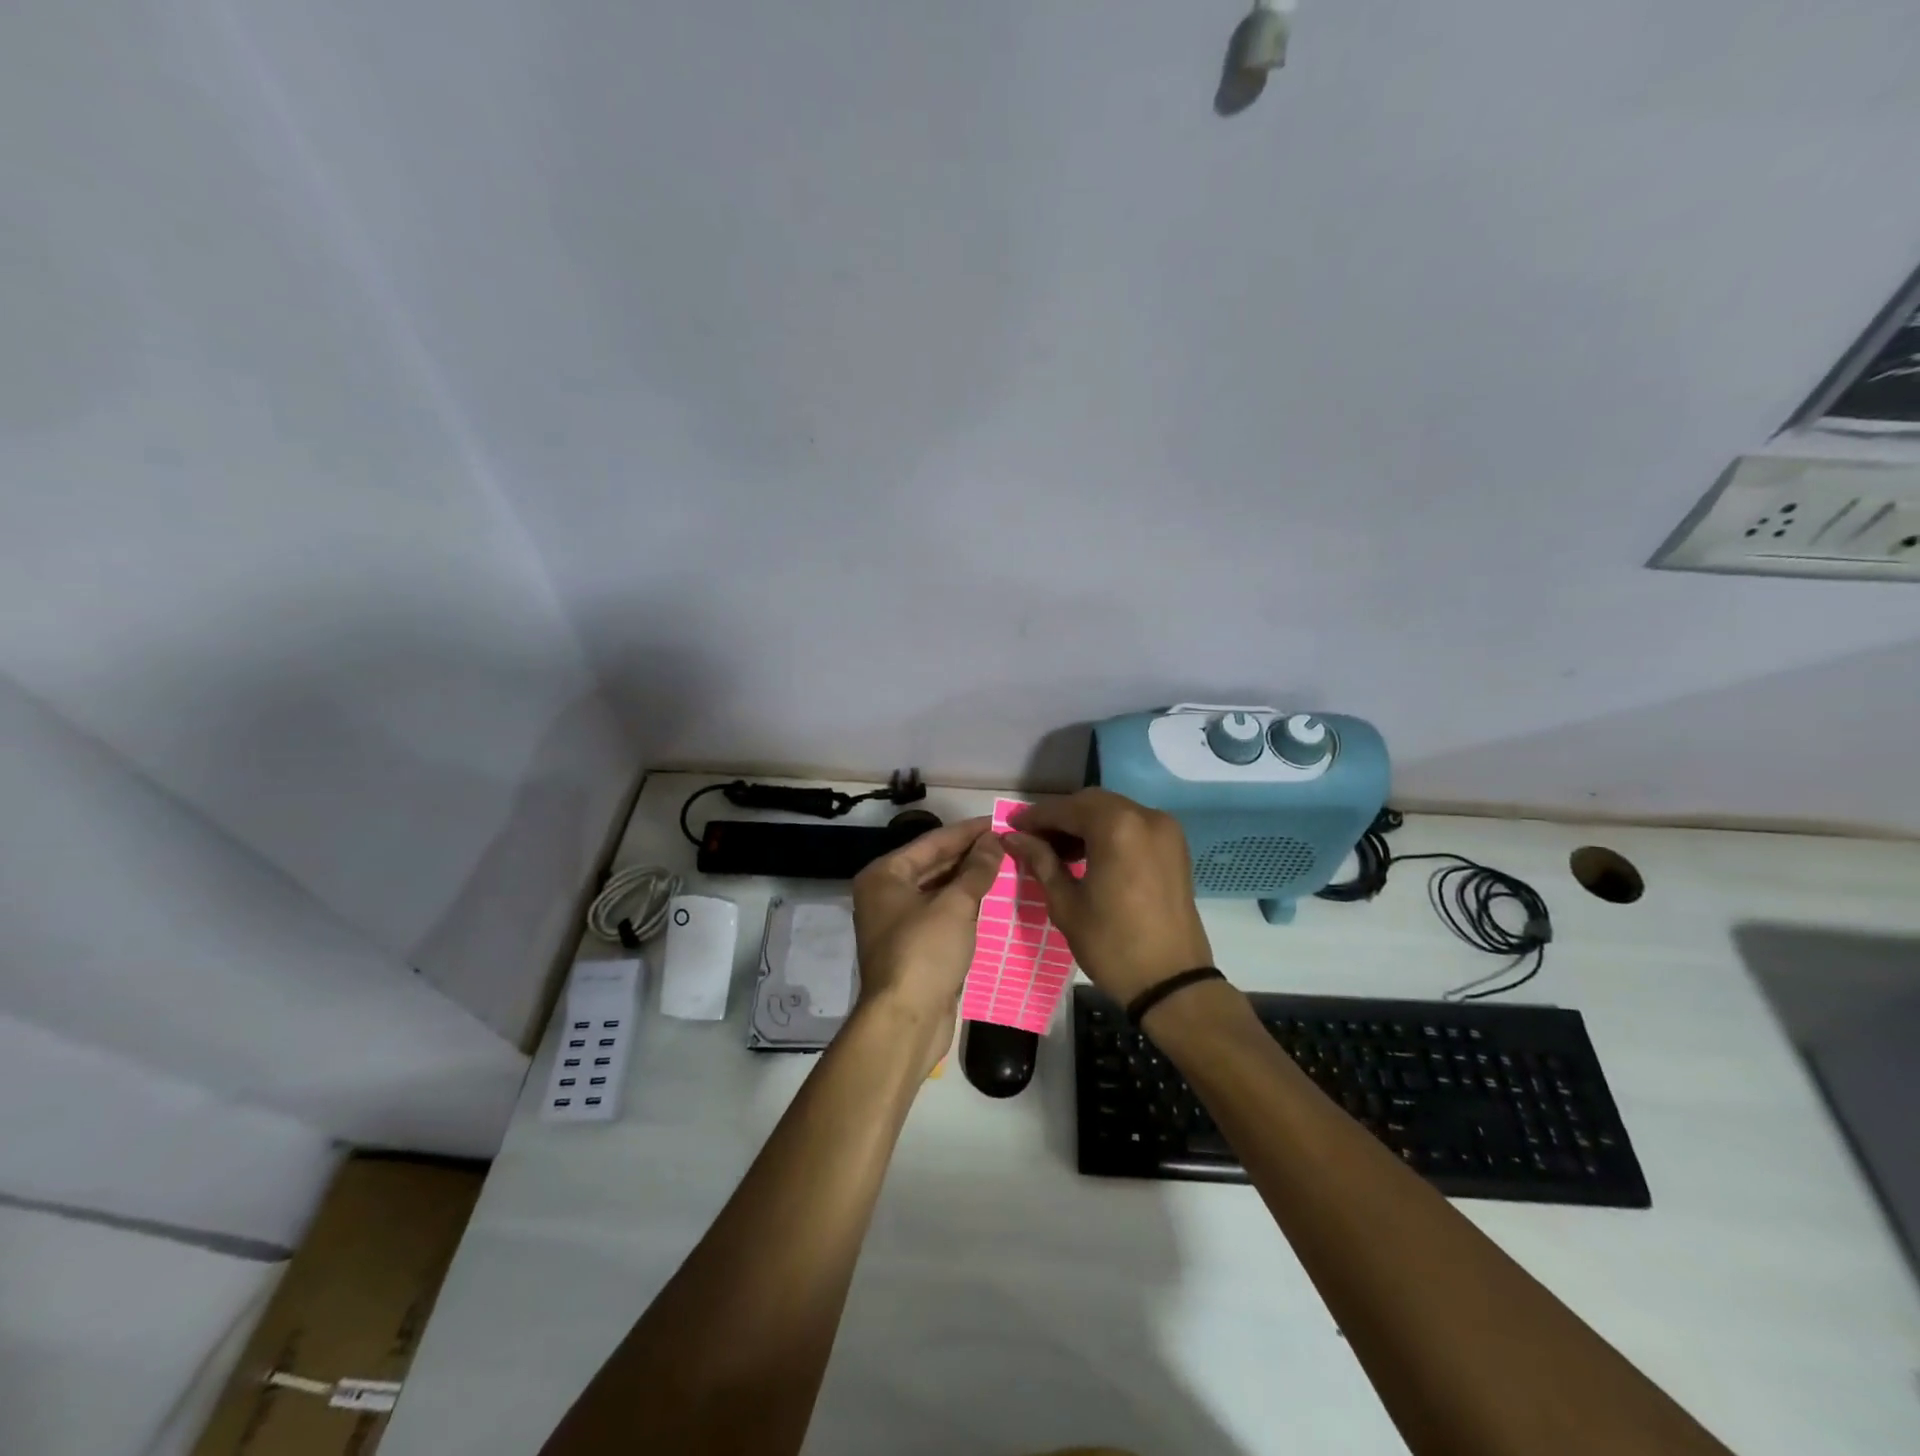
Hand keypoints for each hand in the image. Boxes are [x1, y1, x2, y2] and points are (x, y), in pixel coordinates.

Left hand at [850, 818, 1005, 1073]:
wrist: (906, 1022)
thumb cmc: (924, 953)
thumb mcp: (955, 905)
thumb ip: (976, 870)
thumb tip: (994, 840)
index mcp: (884, 876)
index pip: (932, 842)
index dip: (968, 832)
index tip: (1000, 822)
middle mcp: (885, 895)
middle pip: (934, 865)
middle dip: (970, 856)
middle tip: (1008, 844)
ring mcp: (898, 923)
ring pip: (939, 891)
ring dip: (970, 881)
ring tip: (1007, 867)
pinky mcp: (913, 948)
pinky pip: (943, 916)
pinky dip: (965, 907)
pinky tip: (993, 901)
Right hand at [1004, 789, 1212, 1005]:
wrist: (1172, 983)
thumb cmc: (1112, 945)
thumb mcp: (1066, 904)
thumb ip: (1041, 862)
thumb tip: (1014, 838)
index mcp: (1117, 827)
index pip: (1066, 809)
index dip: (1035, 817)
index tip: (1012, 828)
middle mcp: (1145, 816)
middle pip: (1092, 803)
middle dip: (1060, 817)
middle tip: (1033, 839)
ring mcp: (1166, 830)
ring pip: (1114, 811)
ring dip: (1084, 823)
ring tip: (1057, 850)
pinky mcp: (1175, 846)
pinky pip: (1134, 825)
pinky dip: (1108, 831)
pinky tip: (1088, 854)